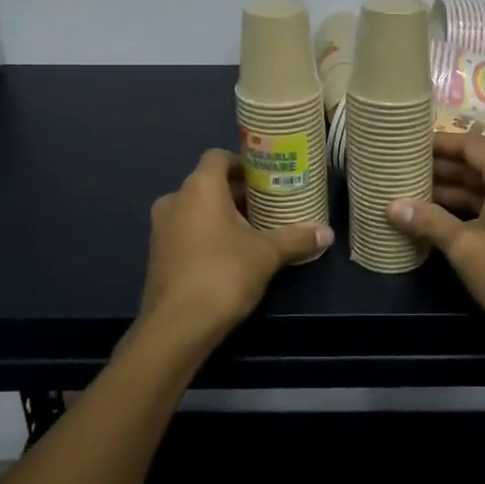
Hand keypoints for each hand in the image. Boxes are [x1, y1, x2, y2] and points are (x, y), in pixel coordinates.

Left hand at [135, 149, 332, 360]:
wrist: (176, 327)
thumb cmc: (223, 274)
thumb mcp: (267, 254)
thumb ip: (296, 238)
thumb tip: (327, 233)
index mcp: (200, 187)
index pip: (218, 156)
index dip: (243, 162)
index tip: (266, 177)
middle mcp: (175, 199)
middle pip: (208, 184)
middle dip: (238, 193)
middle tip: (268, 205)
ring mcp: (161, 228)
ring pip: (196, 209)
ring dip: (222, 215)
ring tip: (254, 231)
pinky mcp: (158, 254)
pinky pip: (186, 231)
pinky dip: (206, 234)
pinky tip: (230, 255)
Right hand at [386, 131, 484, 354]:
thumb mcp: (466, 247)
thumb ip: (429, 222)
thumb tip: (392, 205)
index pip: (469, 143)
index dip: (438, 142)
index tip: (407, 144)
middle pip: (475, 163)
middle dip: (439, 166)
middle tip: (401, 168)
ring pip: (481, 187)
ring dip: (449, 189)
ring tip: (410, 192)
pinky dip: (463, 208)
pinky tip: (436, 220)